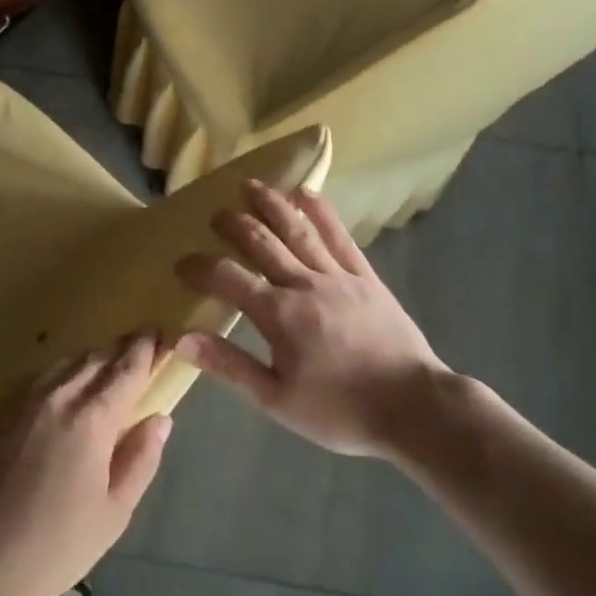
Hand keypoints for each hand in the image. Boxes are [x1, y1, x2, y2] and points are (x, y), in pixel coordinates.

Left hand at [0, 332, 171, 595]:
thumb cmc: (56, 543)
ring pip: (69, 362)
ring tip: (108, 367)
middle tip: (141, 347)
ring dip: (93, 359)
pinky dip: (66, 371)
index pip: (127, 370)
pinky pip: (45, 376)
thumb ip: (140, 459)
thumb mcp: (114, 512)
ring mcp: (28, 400)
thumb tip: (160, 420)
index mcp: (93, 418)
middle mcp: (61, 396)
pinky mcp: (6, 411)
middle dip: (122, 349)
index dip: (146, 349)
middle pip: (97, 358)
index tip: (160, 333)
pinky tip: (68, 387)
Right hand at [173, 181, 449, 458]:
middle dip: (234, 225)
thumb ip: (229, 365)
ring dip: (271, 204)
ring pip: (298, 230)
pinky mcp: (365, 277)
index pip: (228, 279)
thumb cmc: (340, 410)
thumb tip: (181, 339)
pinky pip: (340, 237)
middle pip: (262, 242)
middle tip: (215, 214)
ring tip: (250, 185)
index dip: (201, 268)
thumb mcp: (277, 399)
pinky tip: (307, 193)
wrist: (415, 408)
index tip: (182, 264)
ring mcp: (338, 276)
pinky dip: (322, 213)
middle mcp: (303, 284)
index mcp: (278, 315)